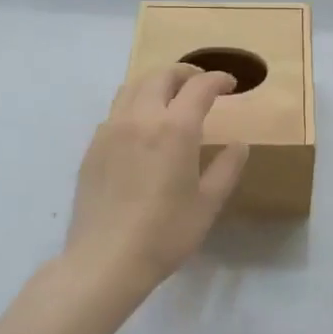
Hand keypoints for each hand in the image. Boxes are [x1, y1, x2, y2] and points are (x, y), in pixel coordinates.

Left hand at [65, 64, 248, 292]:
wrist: (105, 260)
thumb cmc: (165, 233)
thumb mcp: (208, 203)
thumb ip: (227, 167)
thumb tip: (239, 144)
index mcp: (174, 128)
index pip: (199, 86)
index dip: (218, 80)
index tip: (230, 84)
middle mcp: (141, 117)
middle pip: (161, 76)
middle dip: (185, 73)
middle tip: (201, 84)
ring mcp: (111, 129)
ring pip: (133, 86)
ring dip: (156, 83)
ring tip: (170, 97)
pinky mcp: (93, 146)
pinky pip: (116, 110)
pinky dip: (134, 104)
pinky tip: (142, 127)